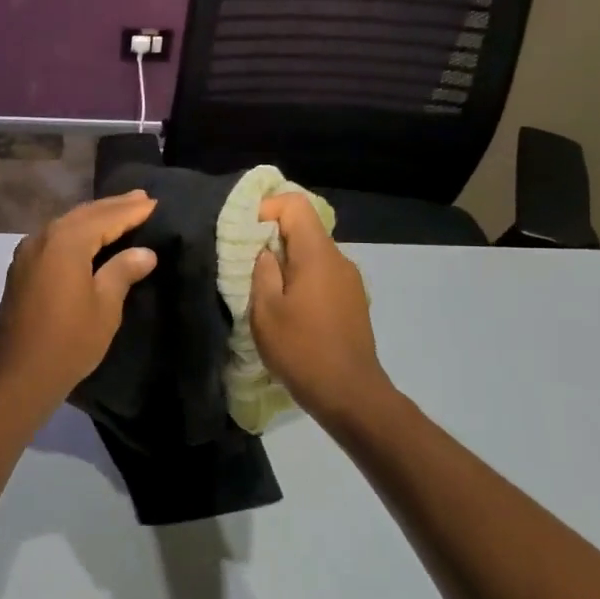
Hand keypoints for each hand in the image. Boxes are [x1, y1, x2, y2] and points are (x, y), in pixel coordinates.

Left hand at [0, 191, 158, 421]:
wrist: (19, 375)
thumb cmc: (69, 341)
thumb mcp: (105, 306)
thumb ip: (123, 271)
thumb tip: (144, 252)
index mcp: (65, 242)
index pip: (105, 217)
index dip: (131, 211)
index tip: (155, 202)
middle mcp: (42, 238)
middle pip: (83, 214)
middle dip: (112, 207)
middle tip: (141, 198)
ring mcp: (27, 253)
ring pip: (66, 225)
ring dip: (93, 217)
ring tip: (119, 212)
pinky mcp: (21, 270)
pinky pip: (53, 239)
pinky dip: (75, 232)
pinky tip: (88, 238)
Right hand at [250, 192, 392, 422]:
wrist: (349, 393)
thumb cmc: (301, 349)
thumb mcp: (265, 310)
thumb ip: (263, 271)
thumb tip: (265, 250)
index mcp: (318, 254)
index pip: (295, 205)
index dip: (267, 209)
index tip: (246, 234)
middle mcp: (339, 260)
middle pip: (305, 229)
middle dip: (273, 239)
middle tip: (247, 266)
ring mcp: (350, 282)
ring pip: (313, 255)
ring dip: (287, 264)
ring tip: (266, 293)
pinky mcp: (353, 302)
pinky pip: (323, 276)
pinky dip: (302, 281)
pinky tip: (290, 311)